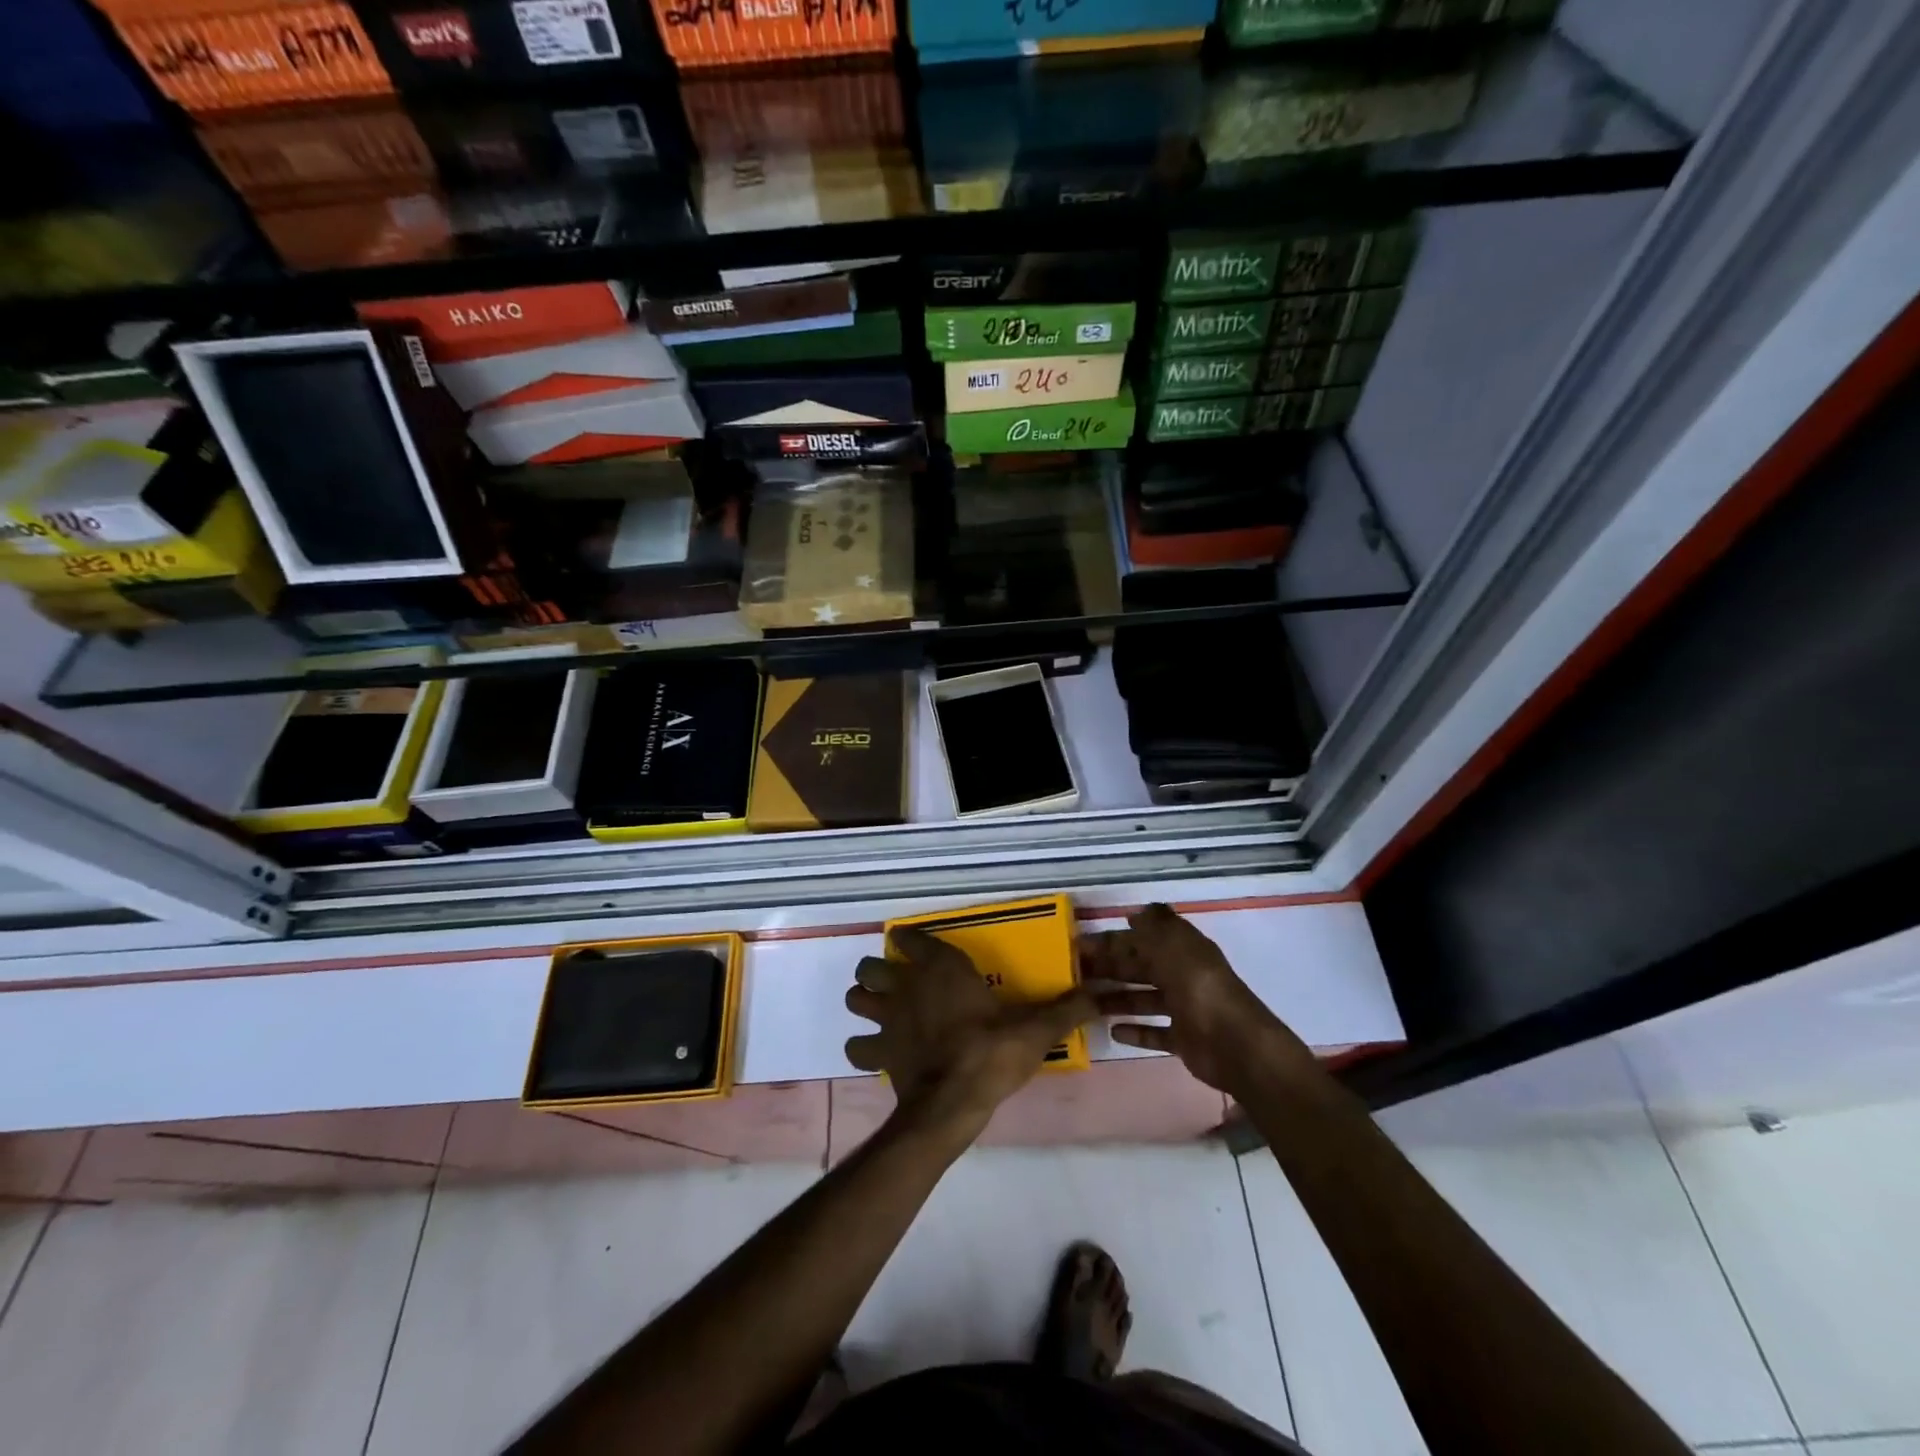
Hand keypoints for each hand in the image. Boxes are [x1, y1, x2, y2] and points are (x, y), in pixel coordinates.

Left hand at [846, 926, 1094, 1140]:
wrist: (952, 1102)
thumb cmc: (991, 1053)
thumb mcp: (1034, 1030)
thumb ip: (1064, 1009)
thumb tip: (1099, 994)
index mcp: (941, 968)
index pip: (911, 937)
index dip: (910, 939)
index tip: (916, 945)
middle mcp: (907, 985)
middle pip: (871, 966)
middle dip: (878, 971)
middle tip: (897, 983)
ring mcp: (886, 1019)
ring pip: (855, 998)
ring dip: (864, 1001)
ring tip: (881, 1011)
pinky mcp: (878, 1053)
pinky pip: (857, 1045)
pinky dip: (863, 1046)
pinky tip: (878, 1053)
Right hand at [1083, 904, 1315, 1094]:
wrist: (1237, 1047)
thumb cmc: (1201, 989)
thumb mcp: (1175, 947)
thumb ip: (1154, 927)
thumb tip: (1135, 913)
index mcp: (1182, 949)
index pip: (1142, 938)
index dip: (1113, 939)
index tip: (1080, 944)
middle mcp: (1183, 975)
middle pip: (1140, 967)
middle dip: (1110, 967)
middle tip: (1075, 973)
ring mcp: (1184, 1008)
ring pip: (1143, 998)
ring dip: (1116, 998)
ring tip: (1085, 1003)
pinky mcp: (1184, 1039)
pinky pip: (1155, 1032)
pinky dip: (1135, 1031)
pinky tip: (1112, 1031)